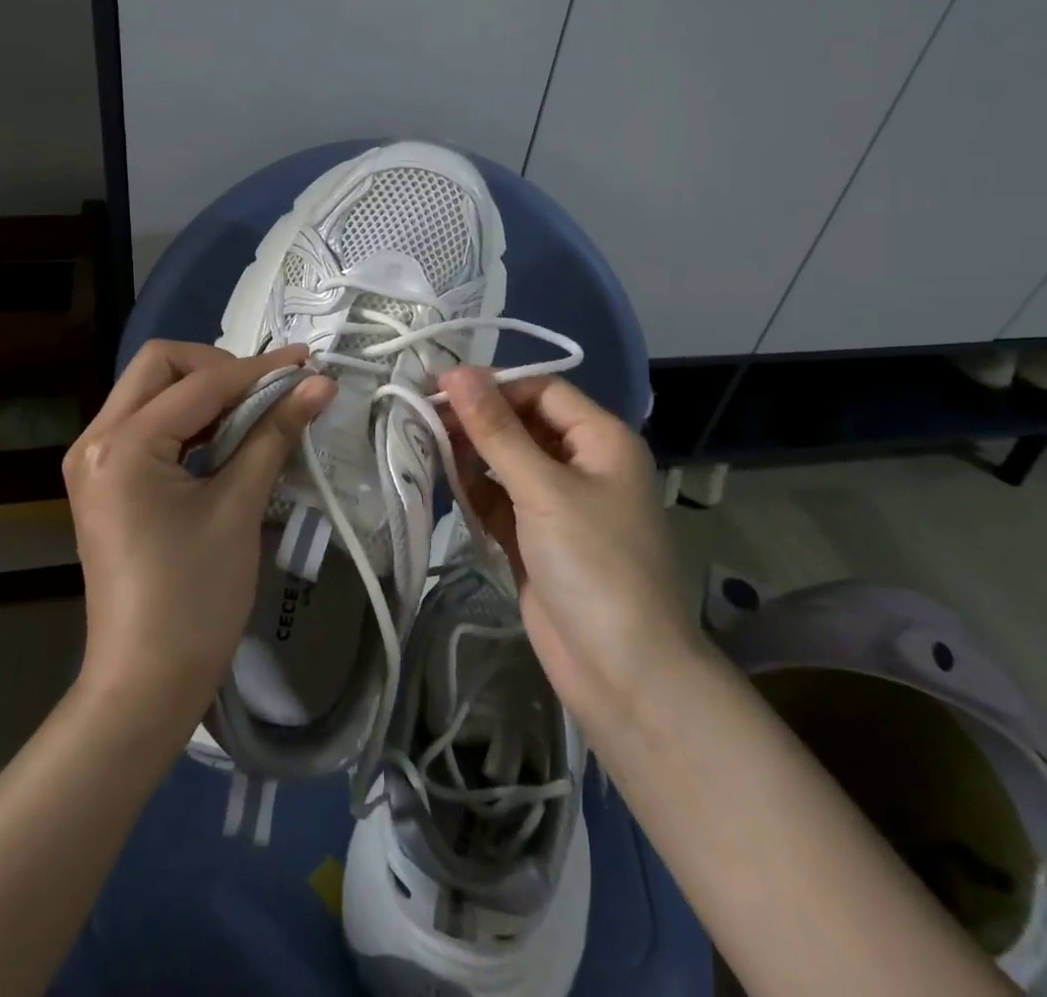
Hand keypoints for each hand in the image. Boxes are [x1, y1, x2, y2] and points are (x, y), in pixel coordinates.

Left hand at [64, 340, 333, 740]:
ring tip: (256, 411)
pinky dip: (188, 420)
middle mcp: (96, 439)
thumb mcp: (238, 507)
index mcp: (123, 444)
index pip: (200, 384)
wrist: (145, 683)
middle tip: (267, 392)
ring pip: (152, 392)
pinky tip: (226, 438)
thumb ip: (275, 433)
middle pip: (159, 367)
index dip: (259, 370)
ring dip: (204, 392)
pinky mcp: (105, 481)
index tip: (308, 363)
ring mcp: (94, 460)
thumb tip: (319, 384)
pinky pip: (147, 425)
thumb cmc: (194, 598)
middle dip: (218, 368)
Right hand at [438, 367, 703, 726]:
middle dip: (477, 419)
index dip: (494, 384)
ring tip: (424, 444)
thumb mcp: (543, 489)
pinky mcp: (536, 540)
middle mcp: (582, 465)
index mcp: (601, 441)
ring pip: (508, 462)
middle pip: (523, 425)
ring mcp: (559, 505)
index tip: (440, 386)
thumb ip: (496, 430)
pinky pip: (501, 500)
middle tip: (422, 415)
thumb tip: (456, 372)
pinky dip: (475, 491)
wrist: (623, 673)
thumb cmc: (594, 564)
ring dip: (471, 454)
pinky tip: (445, 483)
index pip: (542, 391)